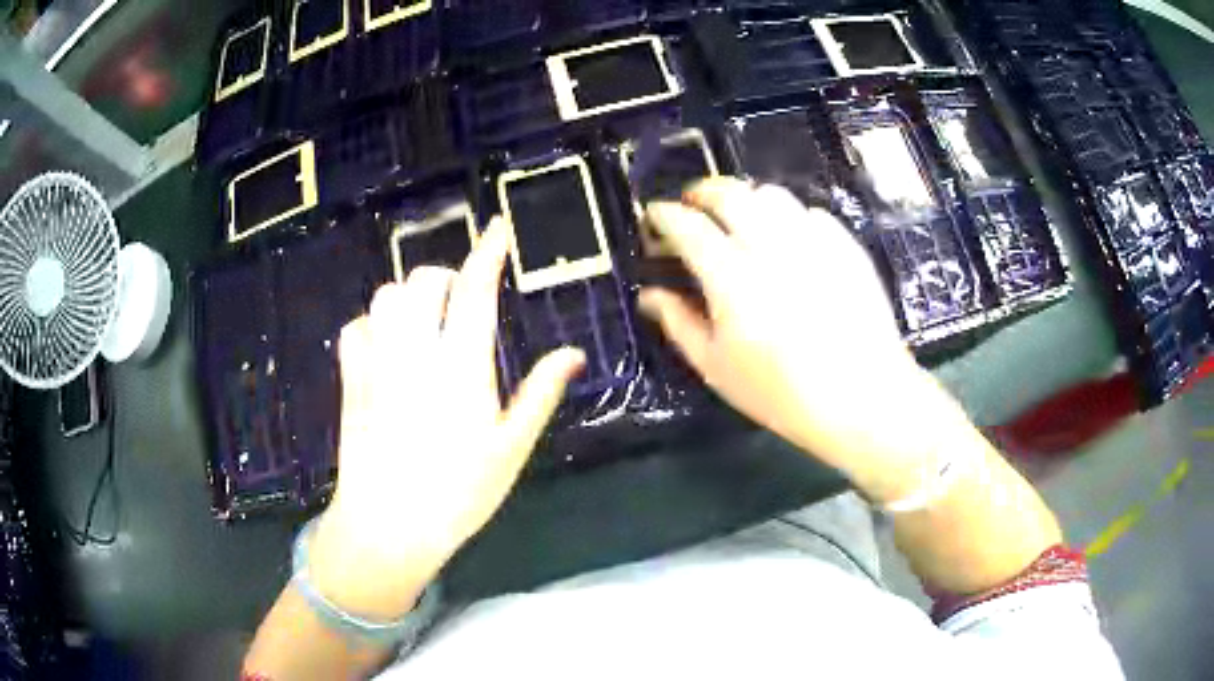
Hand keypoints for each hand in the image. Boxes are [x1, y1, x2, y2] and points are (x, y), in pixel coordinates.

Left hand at [308, 219, 584, 621]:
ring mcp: (377, 363)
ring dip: (407, 299)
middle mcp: (415, 353)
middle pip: (422, 281)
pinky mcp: (350, 380)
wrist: (389, 525)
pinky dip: (372, 325)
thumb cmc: (459, 493)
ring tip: (422, 324)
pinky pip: (355, 328)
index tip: (499, 225)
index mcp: (462, 367)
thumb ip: (540, 393)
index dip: (489, 251)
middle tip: (460, 303)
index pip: (475, 289)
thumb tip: (572, 353)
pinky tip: (386, 347)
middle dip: (445, 278)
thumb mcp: (511, 448)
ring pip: (384, 296)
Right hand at [639, 178, 968, 500]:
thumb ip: (679, 323)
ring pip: (772, 195)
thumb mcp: (717, 368)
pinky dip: (790, 217)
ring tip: (741, 218)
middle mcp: (771, 246)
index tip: (656, 216)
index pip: (687, 226)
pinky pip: (810, 213)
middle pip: (729, 193)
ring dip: (747, 198)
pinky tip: (789, 241)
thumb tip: (649, 294)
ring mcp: (813, 241)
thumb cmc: (782, 394)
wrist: (863, 398)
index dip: (665, 215)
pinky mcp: (845, 246)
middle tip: (694, 206)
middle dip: (702, 192)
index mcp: (731, 278)